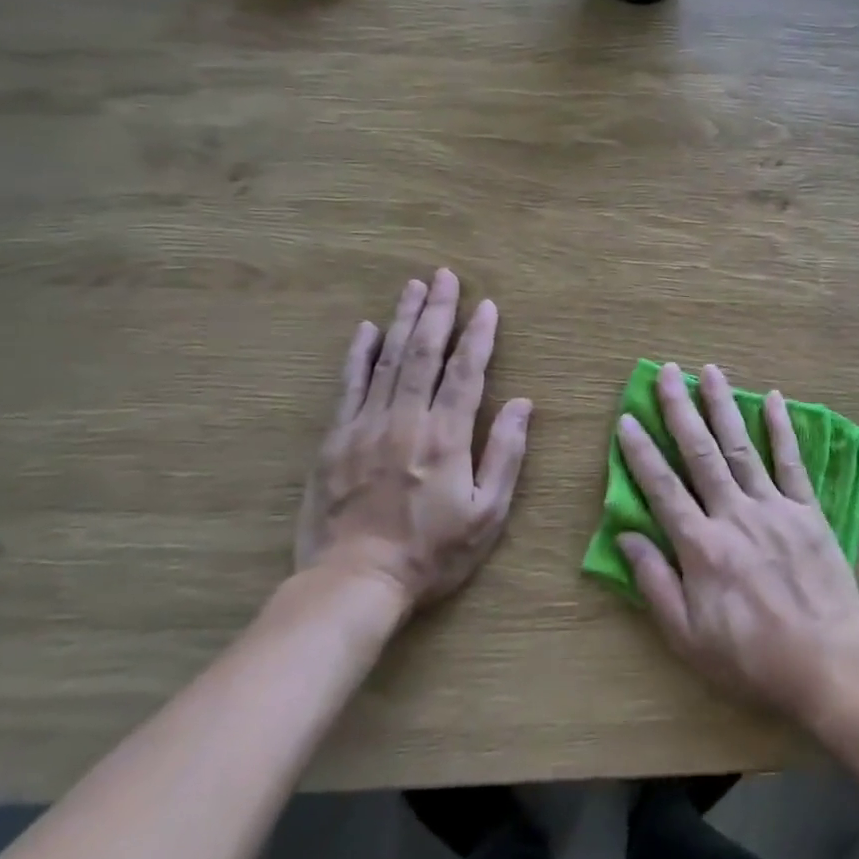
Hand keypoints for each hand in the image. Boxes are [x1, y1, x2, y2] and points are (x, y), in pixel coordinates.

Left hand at [295, 269, 532, 610]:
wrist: (354, 583)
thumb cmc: (432, 552)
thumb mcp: (487, 513)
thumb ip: (505, 454)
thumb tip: (522, 404)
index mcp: (446, 437)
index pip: (466, 372)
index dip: (479, 336)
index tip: (487, 305)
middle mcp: (406, 420)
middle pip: (424, 353)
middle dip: (438, 311)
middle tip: (444, 275)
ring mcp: (366, 427)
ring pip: (387, 360)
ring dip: (402, 320)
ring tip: (413, 286)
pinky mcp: (336, 440)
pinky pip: (349, 386)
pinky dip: (359, 355)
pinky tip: (366, 329)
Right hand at [615, 362, 858, 731]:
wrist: (827, 664)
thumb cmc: (750, 658)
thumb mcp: (688, 637)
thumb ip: (655, 583)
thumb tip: (626, 535)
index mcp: (701, 546)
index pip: (662, 487)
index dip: (641, 452)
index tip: (627, 418)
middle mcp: (734, 515)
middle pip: (701, 453)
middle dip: (680, 409)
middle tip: (668, 372)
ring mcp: (774, 508)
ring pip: (742, 446)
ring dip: (724, 406)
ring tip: (710, 370)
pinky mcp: (808, 512)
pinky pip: (792, 463)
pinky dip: (782, 429)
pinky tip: (773, 399)